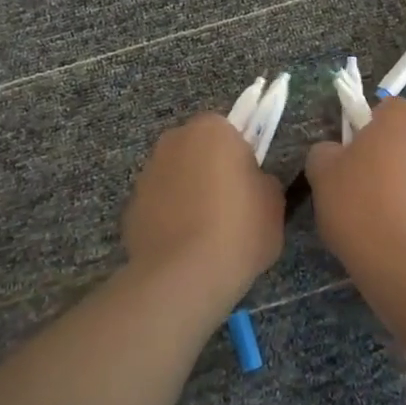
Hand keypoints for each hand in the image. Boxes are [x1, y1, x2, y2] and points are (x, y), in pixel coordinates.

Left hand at [122, 113, 284, 311]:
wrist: (185, 276)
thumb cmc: (238, 228)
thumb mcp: (274, 202)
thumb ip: (263, 181)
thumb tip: (251, 184)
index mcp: (212, 129)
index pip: (230, 131)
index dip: (241, 157)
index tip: (249, 185)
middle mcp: (173, 140)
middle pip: (198, 150)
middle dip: (211, 170)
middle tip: (232, 207)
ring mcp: (147, 173)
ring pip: (176, 177)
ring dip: (189, 194)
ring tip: (207, 235)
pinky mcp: (131, 206)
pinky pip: (160, 206)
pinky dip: (170, 219)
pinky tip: (185, 248)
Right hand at [303, 98, 405, 288]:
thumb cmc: (365, 212)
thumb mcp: (323, 177)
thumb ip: (325, 153)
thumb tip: (336, 152)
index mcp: (404, 118)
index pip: (383, 112)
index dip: (366, 137)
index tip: (354, 168)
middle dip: (396, 161)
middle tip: (372, 197)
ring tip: (398, 226)